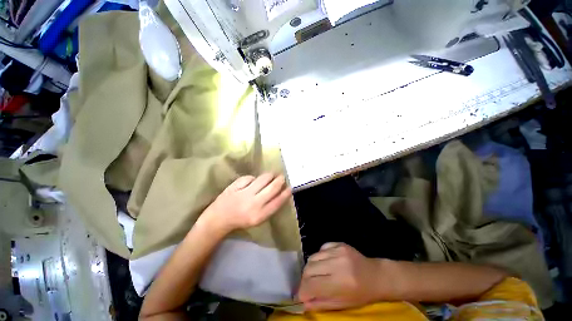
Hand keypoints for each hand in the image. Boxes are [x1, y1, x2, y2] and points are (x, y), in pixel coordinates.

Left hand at [204, 173, 290, 234]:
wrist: (219, 219)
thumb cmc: (241, 220)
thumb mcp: (258, 218)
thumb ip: (269, 206)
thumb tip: (280, 191)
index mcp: (259, 215)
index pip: (277, 202)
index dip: (286, 193)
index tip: (290, 187)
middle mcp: (253, 204)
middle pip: (272, 188)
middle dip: (280, 180)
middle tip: (282, 177)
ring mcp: (243, 194)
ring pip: (263, 179)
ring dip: (269, 175)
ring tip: (271, 175)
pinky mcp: (235, 186)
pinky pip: (250, 177)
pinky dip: (253, 178)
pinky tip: (254, 180)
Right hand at [298, 243, 394, 310]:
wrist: (376, 275)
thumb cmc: (361, 294)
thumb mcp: (342, 304)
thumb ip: (321, 303)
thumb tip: (303, 302)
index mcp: (339, 282)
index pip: (311, 285)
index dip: (302, 291)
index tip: (302, 296)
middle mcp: (337, 263)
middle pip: (308, 269)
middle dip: (305, 279)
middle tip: (309, 285)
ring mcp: (337, 250)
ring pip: (312, 257)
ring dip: (311, 268)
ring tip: (318, 274)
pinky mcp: (338, 243)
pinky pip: (321, 249)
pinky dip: (319, 257)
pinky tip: (326, 263)